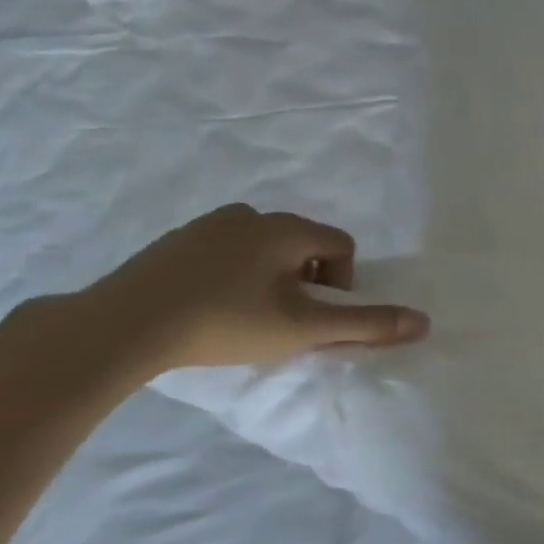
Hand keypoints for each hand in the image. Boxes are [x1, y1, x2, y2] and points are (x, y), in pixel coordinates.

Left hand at [65, 205, 428, 373]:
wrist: (120, 327)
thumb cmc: (226, 321)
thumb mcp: (305, 328)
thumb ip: (367, 324)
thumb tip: (424, 322)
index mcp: (287, 228)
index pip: (342, 246)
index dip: (342, 283)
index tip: (315, 315)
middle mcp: (250, 215)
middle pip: (304, 245)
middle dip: (307, 281)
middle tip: (286, 320)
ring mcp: (206, 226)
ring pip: (264, 250)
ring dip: (271, 279)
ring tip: (249, 317)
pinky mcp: (172, 244)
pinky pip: (225, 254)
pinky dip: (232, 278)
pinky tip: (211, 310)